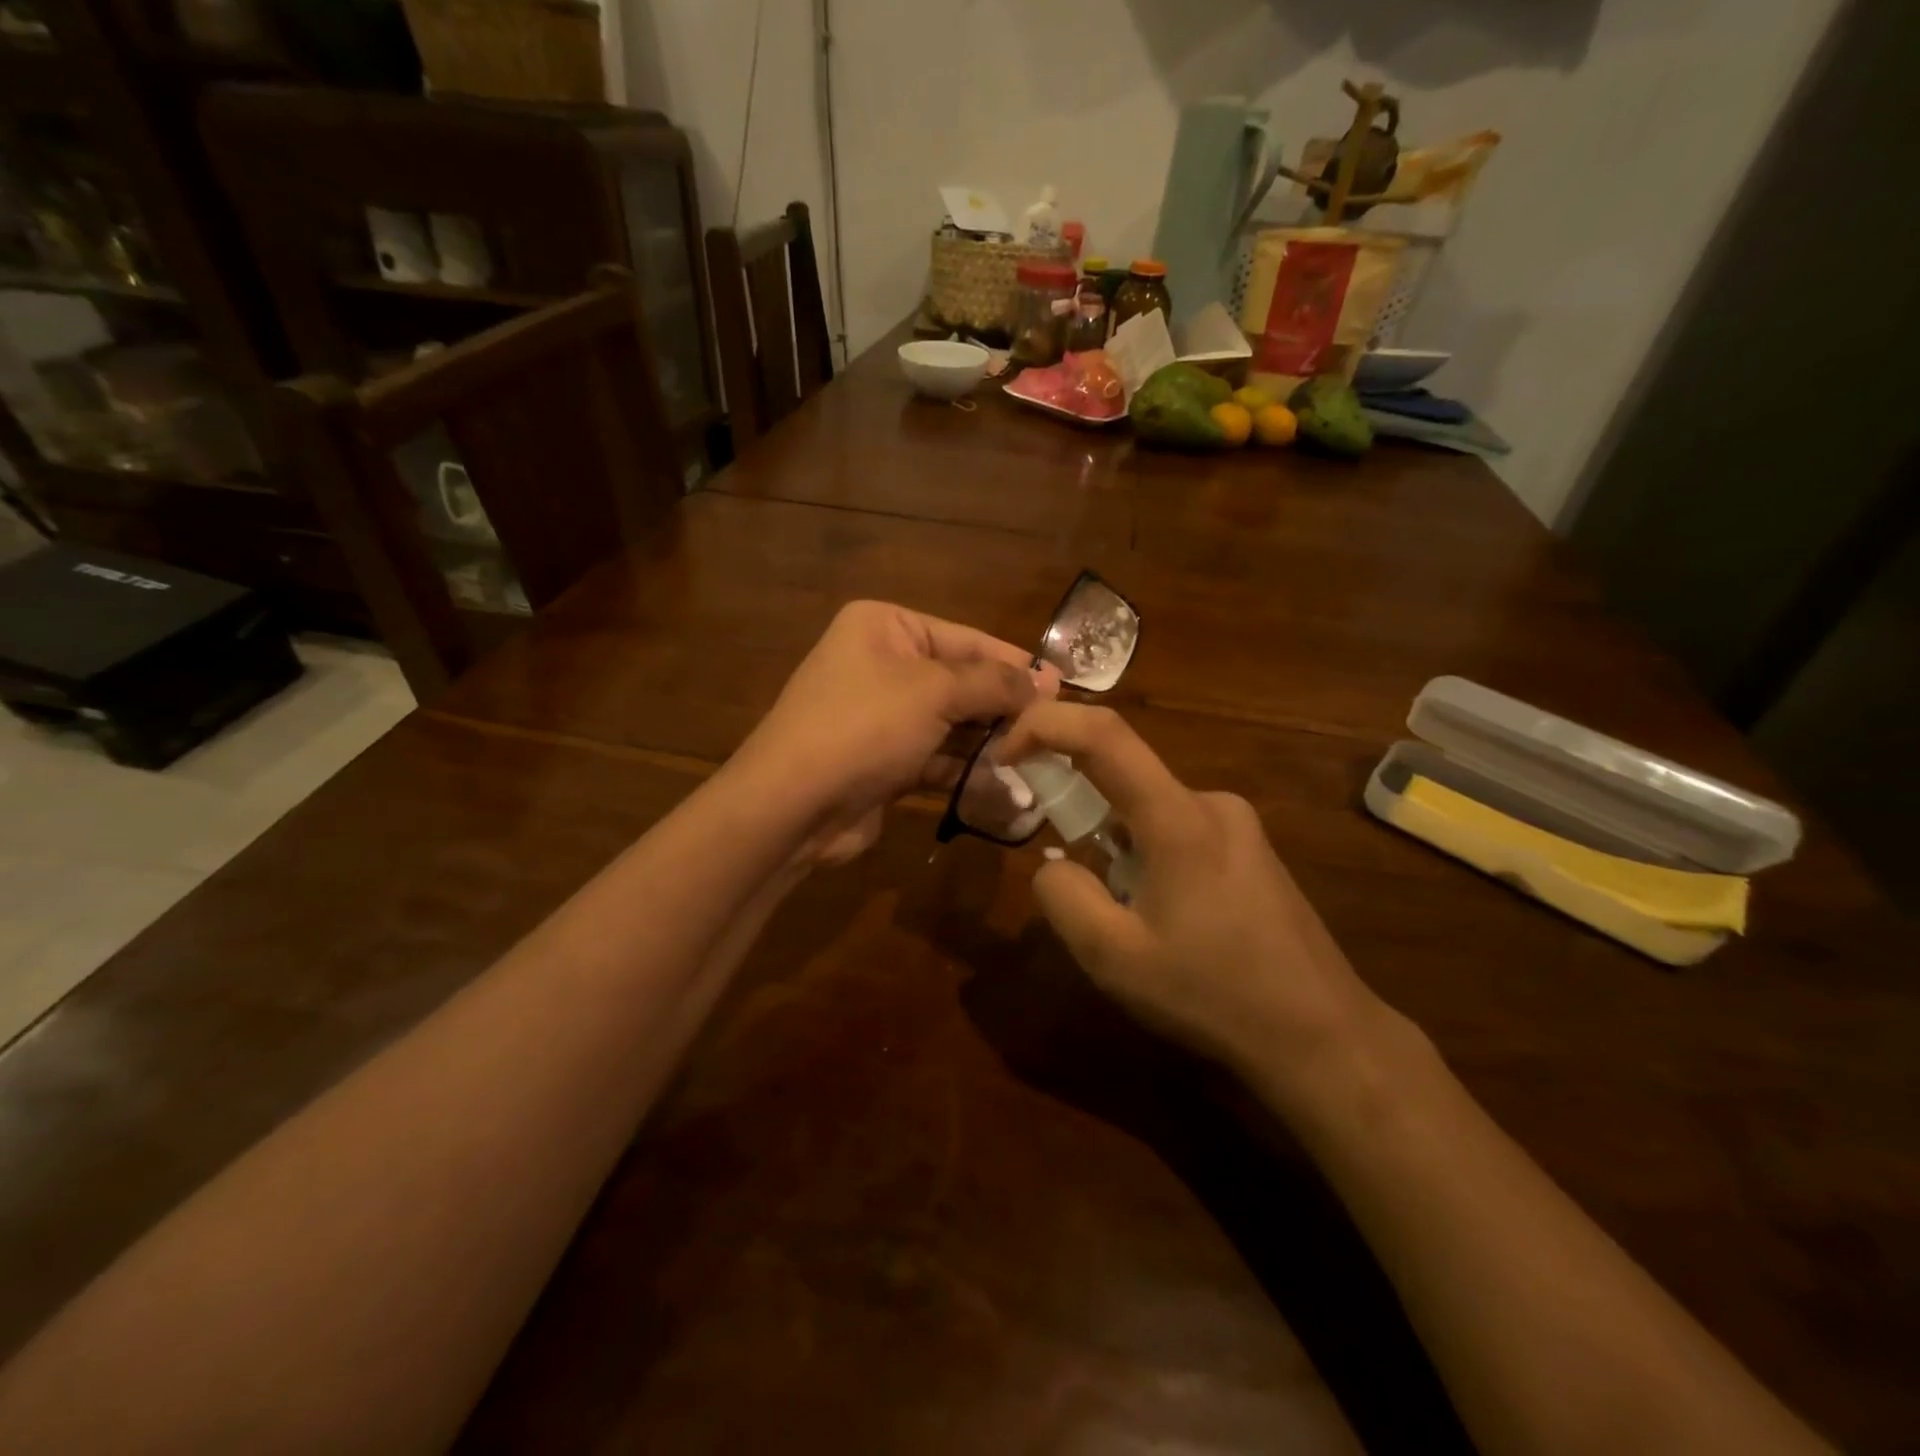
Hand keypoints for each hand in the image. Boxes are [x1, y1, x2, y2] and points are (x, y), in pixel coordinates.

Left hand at [735, 601, 1049, 859]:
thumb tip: (1045, 680)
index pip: (965, 638)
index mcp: (885, 627)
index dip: (1014, 663)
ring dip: (988, 742)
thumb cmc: (864, 727)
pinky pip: (934, 756)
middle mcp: (880, 664)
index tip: (1061, 686)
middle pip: (959, 681)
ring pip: (950, 723)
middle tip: (1054, 728)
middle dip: (1003, 707)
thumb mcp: (935, 692)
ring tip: (1036, 758)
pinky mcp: (882, 760)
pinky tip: (1003, 783)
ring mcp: (879, 716)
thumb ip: (993, 683)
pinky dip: (964, 769)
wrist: (792, 805)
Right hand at [998, 702, 1391, 1097]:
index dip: (1044, 725)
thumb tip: (1054, 863)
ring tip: (1134, 925)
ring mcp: (1239, 825)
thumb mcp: (1113, 958)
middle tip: (1079, 887)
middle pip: (1123, 779)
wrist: (1324, 1037)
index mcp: (1179, 818)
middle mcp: (1211, 803)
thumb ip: (1063, 896)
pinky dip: (1148, 858)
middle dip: (1080, 815)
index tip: (1007, 756)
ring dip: (1117, 849)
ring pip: (1148, 812)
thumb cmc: (1213, 995)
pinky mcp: (1252, 850)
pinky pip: (1178, 832)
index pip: (1103, 734)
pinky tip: (1170, 923)